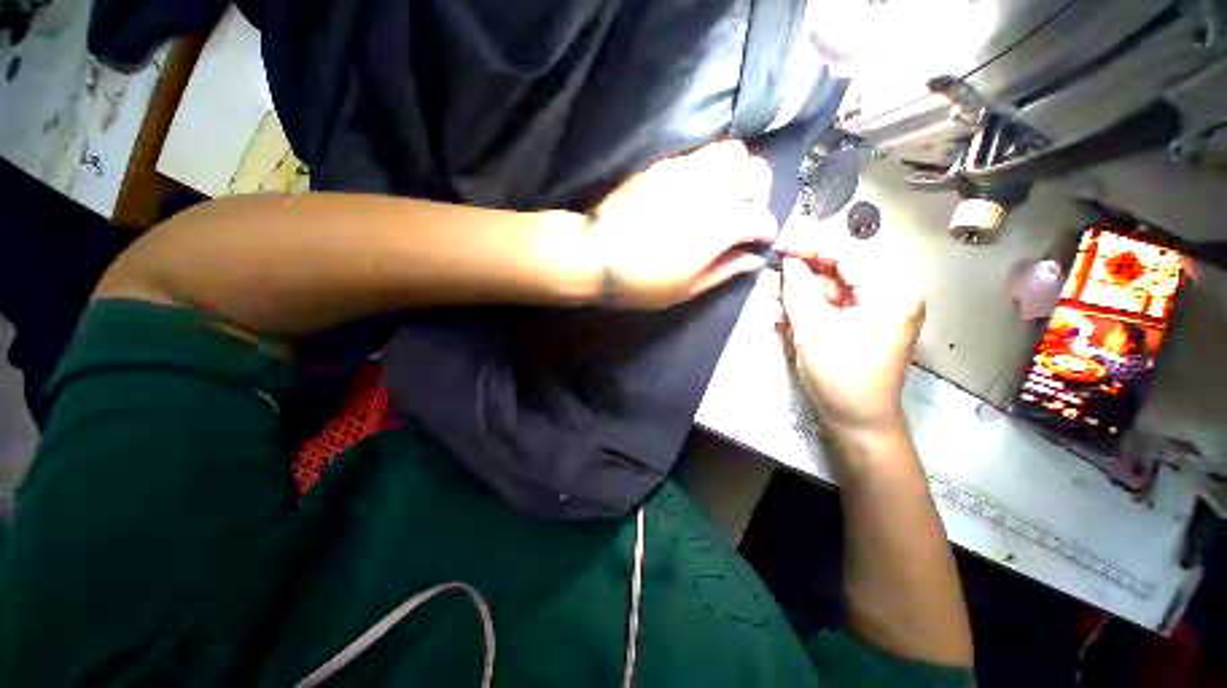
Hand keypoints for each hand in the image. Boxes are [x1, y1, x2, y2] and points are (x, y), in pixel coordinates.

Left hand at [590, 141, 776, 308]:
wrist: (596, 255)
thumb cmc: (642, 281)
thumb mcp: (687, 289)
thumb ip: (726, 270)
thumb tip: (754, 259)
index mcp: (721, 225)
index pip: (762, 218)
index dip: (765, 233)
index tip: (757, 243)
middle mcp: (711, 189)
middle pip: (756, 172)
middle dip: (759, 195)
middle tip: (745, 216)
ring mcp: (686, 171)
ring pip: (732, 153)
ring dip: (737, 175)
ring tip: (724, 198)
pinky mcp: (664, 165)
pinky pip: (701, 154)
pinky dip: (711, 170)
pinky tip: (698, 191)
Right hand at [778, 243, 924, 436]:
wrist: (859, 420)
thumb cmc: (840, 377)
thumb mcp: (813, 330)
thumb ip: (799, 290)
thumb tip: (789, 261)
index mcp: (892, 292)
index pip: (848, 255)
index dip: (811, 247)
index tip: (781, 245)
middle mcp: (892, 294)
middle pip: (840, 271)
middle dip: (804, 277)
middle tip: (774, 281)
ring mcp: (880, 309)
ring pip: (833, 288)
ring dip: (803, 296)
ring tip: (778, 308)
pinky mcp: (867, 322)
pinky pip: (835, 305)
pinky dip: (811, 309)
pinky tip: (789, 318)